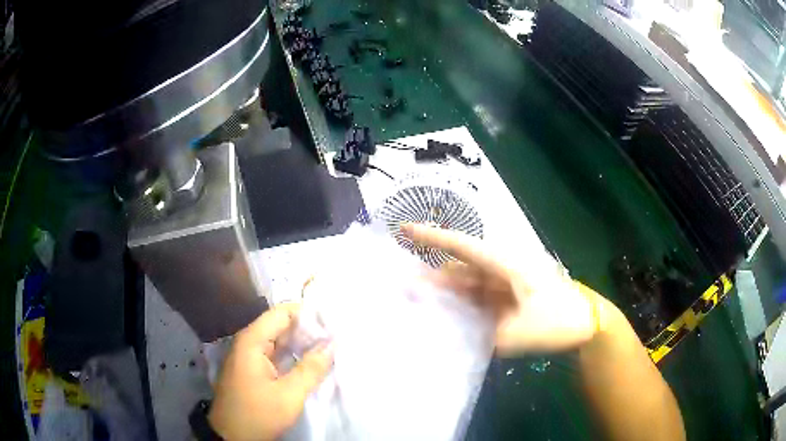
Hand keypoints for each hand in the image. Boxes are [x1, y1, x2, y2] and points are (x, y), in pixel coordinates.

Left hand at [208, 303, 333, 440]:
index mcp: (252, 341)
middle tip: (337, 337)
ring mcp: (249, 357)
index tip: (333, 323)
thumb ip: (311, 368)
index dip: (308, 314)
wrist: (232, 437)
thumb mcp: (289, 395)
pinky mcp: (252, 370)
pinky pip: (275, 355)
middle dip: (308, 330)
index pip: (283, 313)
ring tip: (330, 348)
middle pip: (281, 325)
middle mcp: (249, 343)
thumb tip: (332, 344)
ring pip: (279, 341)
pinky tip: (312, 362)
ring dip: (302, 344)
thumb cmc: (258, 414)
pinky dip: (293, 356)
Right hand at [402, 223, 606, 354]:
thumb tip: (452, 335)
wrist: (587, 322)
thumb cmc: (557, 320)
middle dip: (431, 276)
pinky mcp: (509, 296)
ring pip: (468, 283)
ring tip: (417, 303)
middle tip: (402, 287)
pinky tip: (446, 315)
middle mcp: (502, 269)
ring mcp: (506, 283)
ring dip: (445, 293)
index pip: (462, 246)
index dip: (432, 237)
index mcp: (505, 265)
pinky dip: (461, 304)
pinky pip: (478, 297)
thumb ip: (481, 336)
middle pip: (460, 268)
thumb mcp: (517, 334)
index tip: (404, 229)